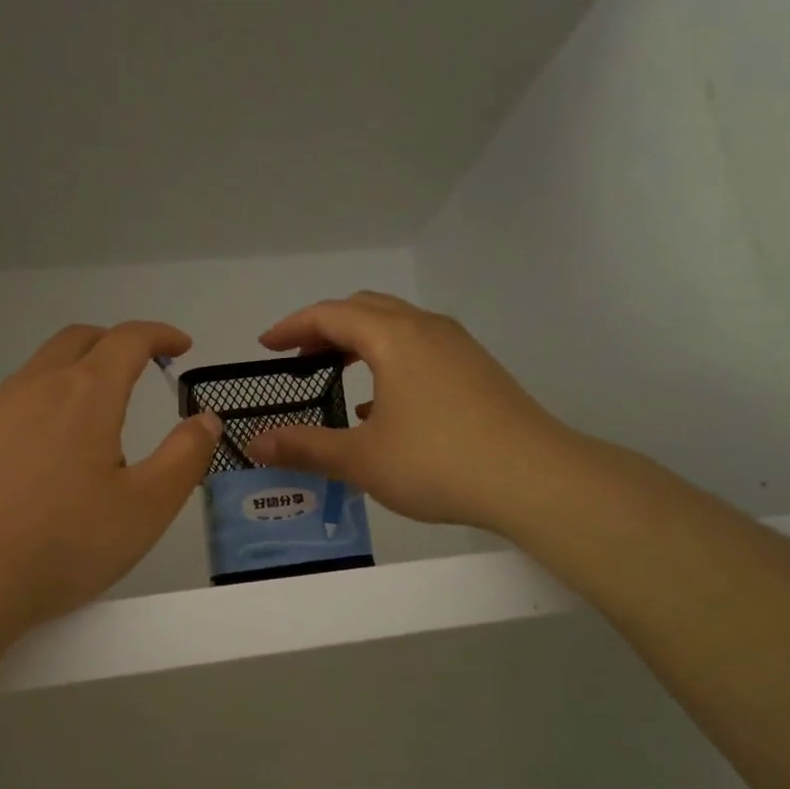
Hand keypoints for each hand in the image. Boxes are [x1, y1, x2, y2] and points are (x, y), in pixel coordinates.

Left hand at [0, 322, 220, 646]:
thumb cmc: (62, 543)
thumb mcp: (146, 508)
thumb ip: (184, 458)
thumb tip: (206, 419)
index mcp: (86, 393)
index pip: (128, 339)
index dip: (160, 335)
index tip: (181, 346)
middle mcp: (36, 387)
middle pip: (79, 339)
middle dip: (116, 341)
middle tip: (142, 365)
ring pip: (43, 367)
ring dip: (78, 369)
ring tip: (100, 409)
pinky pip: (17, 398)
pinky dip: (48, 398)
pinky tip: (51, 444)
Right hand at [246, 292, 577, 535]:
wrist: (534, 479)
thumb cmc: (438, 462)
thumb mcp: (361, 459)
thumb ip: (305, 447)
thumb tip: (255, 444)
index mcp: (394, 337)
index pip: (331, 314)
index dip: (292, 326)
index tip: (265, 346)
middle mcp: (427, 329)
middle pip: (365, 309)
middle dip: (326, 328)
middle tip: (298, 357)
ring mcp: (458, 348)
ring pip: (397, 328)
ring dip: (360, 343)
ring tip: (335, 375)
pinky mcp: (478, 371)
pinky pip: (421, 350)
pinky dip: (389, 362)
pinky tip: (382, 407)